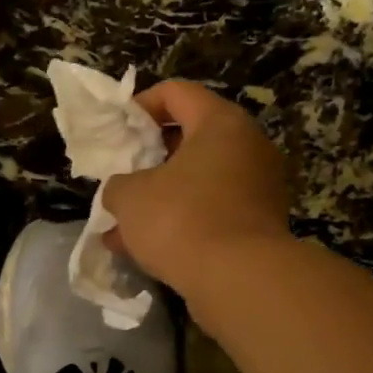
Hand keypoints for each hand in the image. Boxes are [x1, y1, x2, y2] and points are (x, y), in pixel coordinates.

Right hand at [102, 80, 291, 293]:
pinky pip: (209, 211)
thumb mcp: (130, 197)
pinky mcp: (256, 224)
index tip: (116, 131)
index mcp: (220, 124)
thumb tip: (123, 191)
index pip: (176, 93)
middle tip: (121, 175)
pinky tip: (143, 249)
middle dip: (149, 157)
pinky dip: (179, 222)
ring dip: (160, 196)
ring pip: (197, 180)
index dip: (140, 105)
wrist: (239, 280)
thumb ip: (118, 185)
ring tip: (123, 222)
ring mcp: (257, 187)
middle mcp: (247, 147)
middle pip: (190, 137)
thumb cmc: (181, 219)